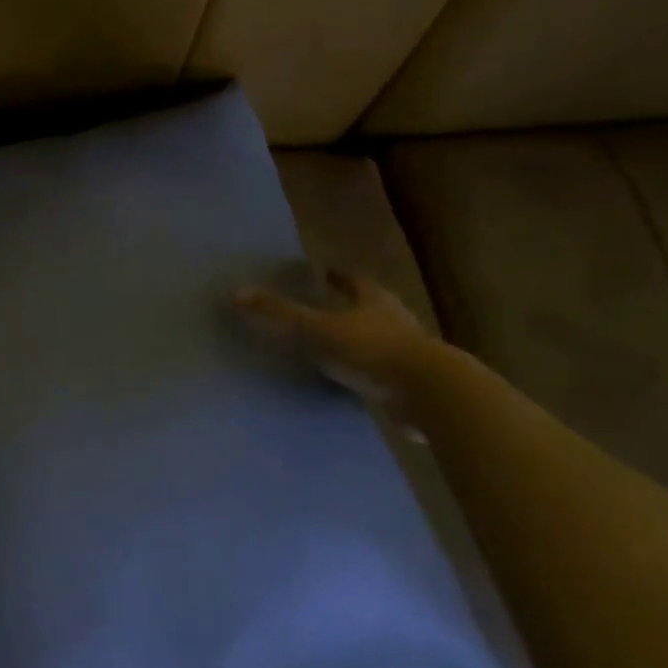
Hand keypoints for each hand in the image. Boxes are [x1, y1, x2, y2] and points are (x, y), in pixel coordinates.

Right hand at [234, 269, 432, 402]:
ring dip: (365, 341)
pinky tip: (359, 384)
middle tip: (333, 307)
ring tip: (341, 347)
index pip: (355, 282)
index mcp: (375, 302)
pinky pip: (388, 375)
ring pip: (384, 341)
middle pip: (374, 308)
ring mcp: (411, 355)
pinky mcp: (416, 386)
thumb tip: (236, 293)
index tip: (328, 273)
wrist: (430, 394)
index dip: (340, 277)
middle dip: (355, 307)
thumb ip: (279, 314)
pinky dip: (373, 374)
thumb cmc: (371, 351)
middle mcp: (397, 321)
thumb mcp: (317, 329)